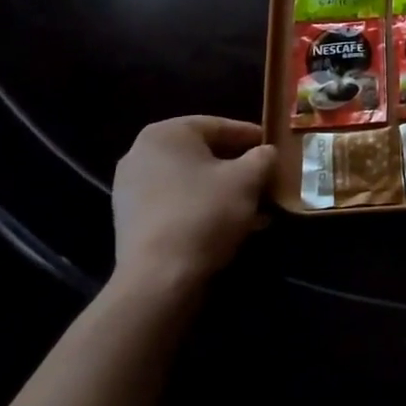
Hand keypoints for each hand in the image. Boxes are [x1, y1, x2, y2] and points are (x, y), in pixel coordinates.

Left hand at [109, 117, 274, 296]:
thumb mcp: (248, 179)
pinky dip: (203, 209)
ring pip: (191, 182)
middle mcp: (141, 154)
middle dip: (238, 169)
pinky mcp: (131, 221)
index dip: (252, 137)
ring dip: (224, 192)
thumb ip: (263, 157)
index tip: (275, 149)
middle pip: (204, 155)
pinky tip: (232, 227)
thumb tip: (266, 153)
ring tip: (256, 209)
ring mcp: (131, 189)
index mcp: (166, 133)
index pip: (219, 126)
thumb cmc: (205, 213)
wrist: (158, 280)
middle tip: (266, 180)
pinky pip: (176, 204)